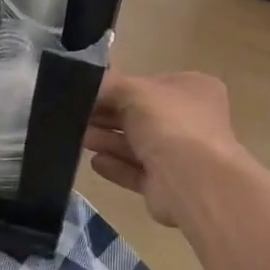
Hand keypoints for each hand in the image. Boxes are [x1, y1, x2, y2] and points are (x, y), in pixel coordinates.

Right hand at [84, 71, 249, 226]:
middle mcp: (191, 120)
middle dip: (108, 116)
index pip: (150, 84)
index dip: (119, 88)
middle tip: (76, 117)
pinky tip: (95, 162)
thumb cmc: (169, 124)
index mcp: (193, 89)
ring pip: (138, 144)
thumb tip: (87, 83)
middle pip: (141, 116)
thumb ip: (108, 85)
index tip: (88, 93)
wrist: (193, 182)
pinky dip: (116, 166)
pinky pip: (137, 171)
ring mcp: (182, 155)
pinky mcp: (168, 185)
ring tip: (79, 138)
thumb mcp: (133, 91)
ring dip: (108, 140)